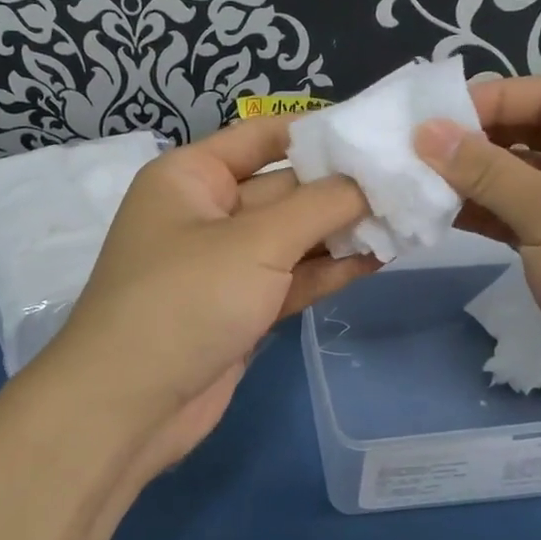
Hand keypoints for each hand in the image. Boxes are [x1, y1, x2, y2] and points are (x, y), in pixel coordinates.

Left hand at [29, 118, 376, 485]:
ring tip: (409, 218)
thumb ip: (321, 205)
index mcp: (191, 176)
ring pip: (293, 236)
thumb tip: (373, 177)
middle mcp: (207, 212)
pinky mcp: (241, 308)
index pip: (263, 136)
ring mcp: (225, 264)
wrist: (128, 408)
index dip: (320, 132)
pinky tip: (380, 258)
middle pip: (286, 187)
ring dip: (344, 231)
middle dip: (343, 187)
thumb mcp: (255, 242)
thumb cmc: (184, 301)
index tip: (380, 132)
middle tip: (411, 180)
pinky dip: (330, 270)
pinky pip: (292, 277)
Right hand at [413, 77, 540, 449]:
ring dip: (480, 178)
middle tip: (420, 146)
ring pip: (531, 177)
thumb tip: (426, 132)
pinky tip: (445, 211)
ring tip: (422, 178)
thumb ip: (487, 171)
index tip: (433, 114)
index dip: (494, 99)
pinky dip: (491, 212)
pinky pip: (529, 215)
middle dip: (483, 139)